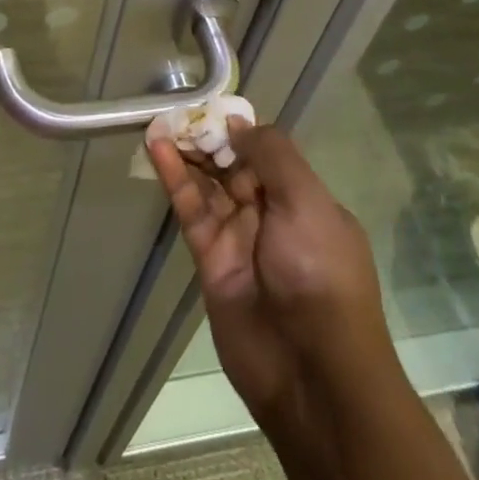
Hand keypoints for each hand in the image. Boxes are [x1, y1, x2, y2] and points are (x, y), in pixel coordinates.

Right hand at [150, 123, 392, 426]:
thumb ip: (273, 156)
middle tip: (178, 110)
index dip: (238, 129)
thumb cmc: (320, 275)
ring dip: (186, 152)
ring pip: (207, 183)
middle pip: (232, 164)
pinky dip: (174, 178)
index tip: (211, 106)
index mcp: (303, 200)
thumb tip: (239, 125)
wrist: (312, 374)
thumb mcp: (308, 202)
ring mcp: (239, 237)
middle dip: (208, 137)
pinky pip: (191, 209)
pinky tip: (157, 148)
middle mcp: (271, 214)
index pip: (266, 152)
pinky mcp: (210, 260)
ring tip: (160, 120)